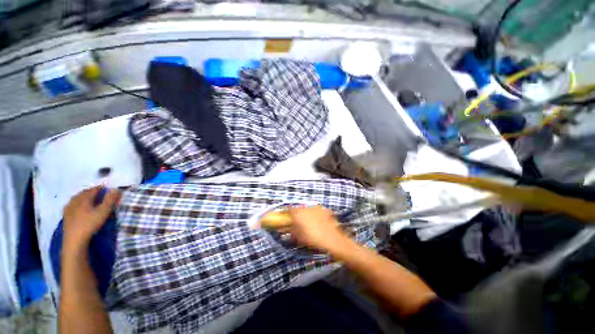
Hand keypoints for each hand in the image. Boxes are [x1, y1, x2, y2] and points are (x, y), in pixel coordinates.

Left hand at [63, 186, 120, 251]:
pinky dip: (76, 202)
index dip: (102, 188)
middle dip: (92, 191)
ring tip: (89, 199)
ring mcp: (69, 207)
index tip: (108, 188)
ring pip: (77, 197)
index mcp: (85, 198)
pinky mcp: (65, 214)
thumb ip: (110, 200)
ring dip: (84, 196)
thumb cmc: (90, 224)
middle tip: (100, 193)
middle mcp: (75, 200)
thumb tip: (116, 189)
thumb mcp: (104, 212)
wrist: (74, 239)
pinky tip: (78, 206)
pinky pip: (71, 204)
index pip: (94, 189)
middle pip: (84, 192)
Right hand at [287, 205, 350, 252]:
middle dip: (297, 214)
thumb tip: (284, 228)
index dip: (286, 213)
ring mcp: (316, 207)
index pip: (288, 209)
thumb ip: (290, 230)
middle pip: (298, 208)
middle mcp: (306, 207)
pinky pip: (317, 210)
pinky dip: (316, 214)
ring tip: (309, 223)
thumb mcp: (298, 237)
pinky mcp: (324, 209)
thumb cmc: (312, 238)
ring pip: (308, 208)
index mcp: (298, 213)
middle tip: (298, 222)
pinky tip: (319, 222)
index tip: (286, 218)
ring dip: (306, 213)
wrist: (332, 239)